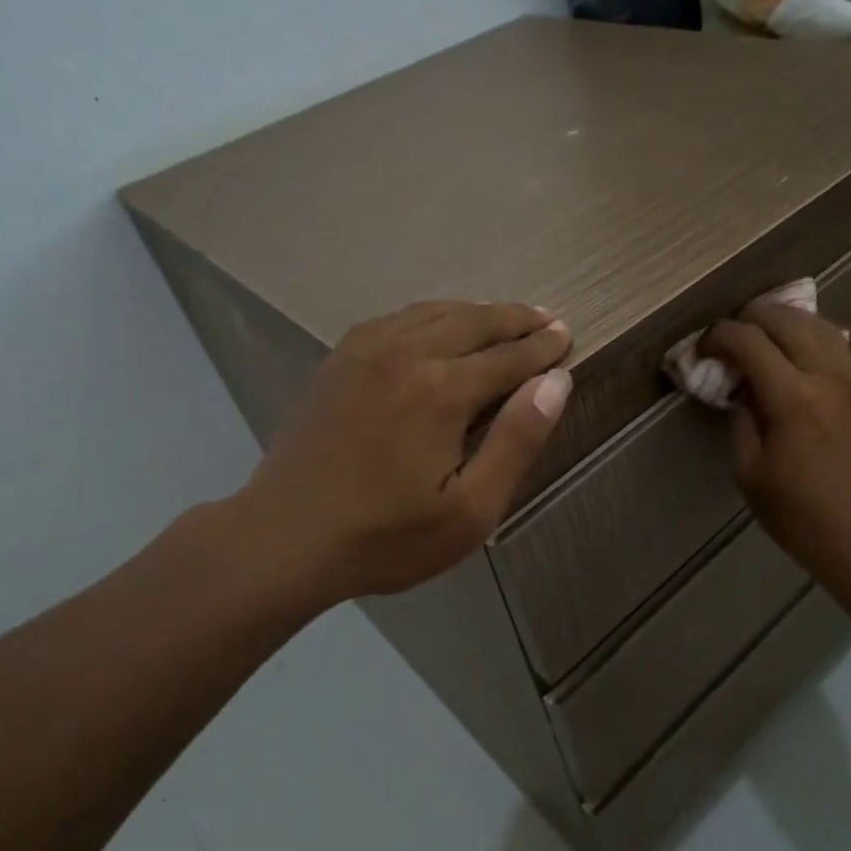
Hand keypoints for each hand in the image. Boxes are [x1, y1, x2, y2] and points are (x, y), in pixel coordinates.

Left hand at [241, 300, 571, 604]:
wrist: (284, 538)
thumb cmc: (386, 537)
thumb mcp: (470, 510)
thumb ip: (517, 441)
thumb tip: (555, 383)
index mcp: (442, 390)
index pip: (509, 356)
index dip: (543, 347)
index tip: (566, 337)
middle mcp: (406, 353)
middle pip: (474, 322)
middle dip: (516, 319)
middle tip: (546, 319)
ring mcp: (365, 351)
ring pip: (434, 313)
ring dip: (475, 312)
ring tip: (502, 317)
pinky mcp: (338, 360)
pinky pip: (395, 319)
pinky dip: (429, 315)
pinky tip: (435, 325)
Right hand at [703, 303, 850, 596]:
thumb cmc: (802, 517)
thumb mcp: (750, 474)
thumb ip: (741, 420)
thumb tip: (739, 389)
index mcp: (793, 398)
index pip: (749, 340)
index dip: (718, 335)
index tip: (702, 347)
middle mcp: (828, 375)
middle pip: (785, 318)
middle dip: (748, 318)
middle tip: (727, 339)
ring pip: (817, 324)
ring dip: (782, 322)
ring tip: (759, 339)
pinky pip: (836, 345)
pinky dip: (809, 337)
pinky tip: (794, 357)